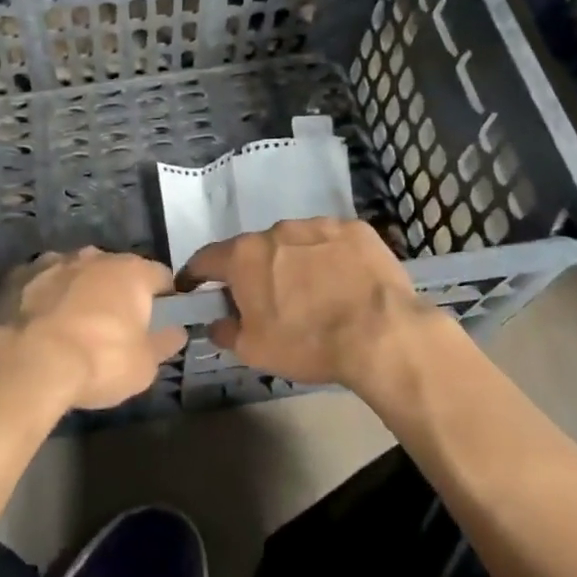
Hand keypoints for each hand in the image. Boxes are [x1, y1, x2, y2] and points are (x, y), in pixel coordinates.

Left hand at [0, 249, 187, 409]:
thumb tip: (176, 330)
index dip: (164, 298)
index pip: (160, 276)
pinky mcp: (18, 274)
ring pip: (75, 273)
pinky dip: (44, 298)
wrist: (27, 362)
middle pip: (115, 270)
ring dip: (78, 292)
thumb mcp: (144, 366)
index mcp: (131, 271)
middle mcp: (94, 256)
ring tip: (71, 329)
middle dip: (116, 293)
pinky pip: (40, 283)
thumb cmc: (98, 361)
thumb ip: (163, 343)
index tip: (159, 321)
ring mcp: (53, 261)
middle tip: (113, 329)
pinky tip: (38, 326)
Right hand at [182, 217, 446, 387]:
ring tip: (313, 293)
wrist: (382, 334)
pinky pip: (332, 242)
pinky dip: (330, 258)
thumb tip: (216, 323)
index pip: (206, 258)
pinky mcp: (354, 229)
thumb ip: (226, 332)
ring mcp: (318, 225)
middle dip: (254, 271)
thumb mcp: (255, 351)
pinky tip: (344, 283)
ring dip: (294, 262)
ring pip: (294, 242)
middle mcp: (276, 230)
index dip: (196, 274)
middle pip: (254, 249)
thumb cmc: (308, 343)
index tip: (194, 287)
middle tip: (267, 300)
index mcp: (244, 256)